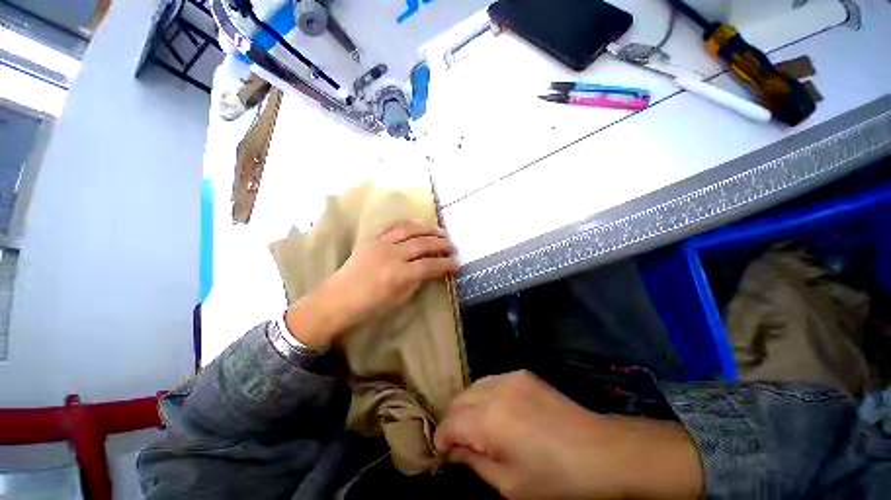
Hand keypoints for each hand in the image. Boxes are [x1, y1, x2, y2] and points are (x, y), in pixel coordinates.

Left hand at [286, 220, 458, 348]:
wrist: (338, 298)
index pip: (429, 265)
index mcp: (398, 274)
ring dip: (428, 228)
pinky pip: (392, 225)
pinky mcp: (371, 238)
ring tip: (440, 231)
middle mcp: (391, 254)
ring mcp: (380, 243)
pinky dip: (408, 223)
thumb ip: (417, 281)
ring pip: (410, 229)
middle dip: (441, 244)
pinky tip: (418, 223)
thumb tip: (430, 269)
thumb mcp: (399, 298)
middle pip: (423, 244)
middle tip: (452, 245)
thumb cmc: (370, 305)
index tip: (457, 263)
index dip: (446, 264)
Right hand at [435, 371, 702, 499]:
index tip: (442, 451)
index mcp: (488, 420)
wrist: (597, 448)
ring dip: (468, 406)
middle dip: (453, 421)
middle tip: (459, 442)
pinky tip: (498, 412)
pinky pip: (491, 381)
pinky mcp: (521, 373)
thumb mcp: (508, 483)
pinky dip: (485, 395)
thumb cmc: (554, 476)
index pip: (450, 422)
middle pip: (458, 399)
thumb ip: (473, 463)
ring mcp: (508, 376)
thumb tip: (453, 450)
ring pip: (473, 386)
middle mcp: (493, 389)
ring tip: (477, 427)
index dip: (442, 438)